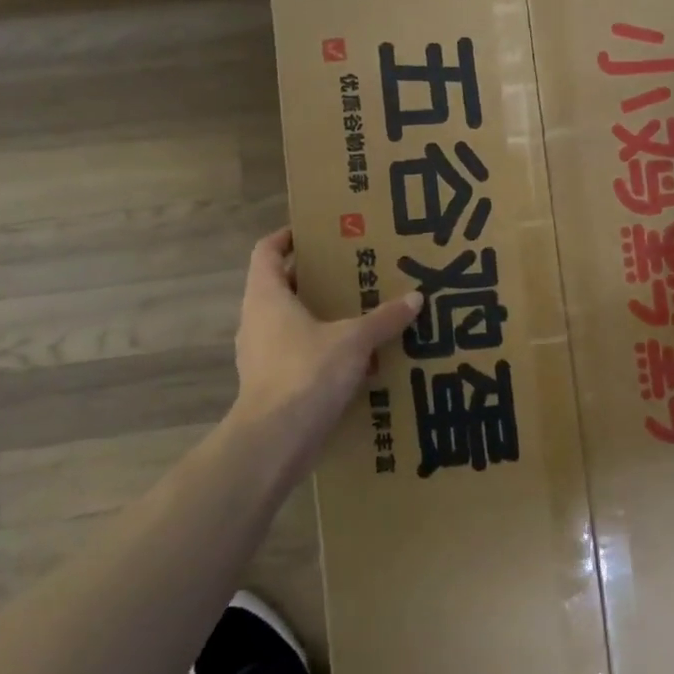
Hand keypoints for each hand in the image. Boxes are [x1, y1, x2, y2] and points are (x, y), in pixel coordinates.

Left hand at [230, 228, 421, 464]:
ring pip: (288, 322)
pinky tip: (353, 358)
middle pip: (281, 285)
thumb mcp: (354, 340)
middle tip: (351, 270)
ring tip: (357, 312)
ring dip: (318, 315)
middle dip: (314, 278)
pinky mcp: (269, 383)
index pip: (267, 251)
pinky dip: (319, 349)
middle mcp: (257, 319)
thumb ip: (384, 318)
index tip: (315, 233)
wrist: (274, 441)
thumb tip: (416, 298)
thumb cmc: (307, 373)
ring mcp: (259, 354)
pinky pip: (295, 353)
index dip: (287, 237)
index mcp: (267, 295)